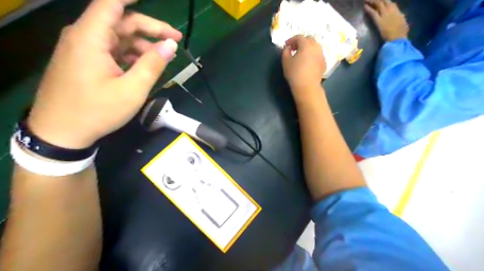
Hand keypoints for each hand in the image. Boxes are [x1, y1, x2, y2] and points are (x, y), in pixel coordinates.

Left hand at [29, 0, 183, 149]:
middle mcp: (84, 37)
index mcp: (91, 38)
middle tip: (175, 39)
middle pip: (121, 22)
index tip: (153, 1)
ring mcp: (83, 50)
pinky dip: (130, 55)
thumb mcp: (132, 90)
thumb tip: (171, 44)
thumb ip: (153, 65)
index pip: (112, 4)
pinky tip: (144, 67)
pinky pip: (111, 50)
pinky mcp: (84, 61)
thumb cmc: (98, 111)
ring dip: (142, 45)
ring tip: (163, 59)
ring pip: (118, 37)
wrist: (61, 133)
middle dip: (151, 29)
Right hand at [282, 35, 326, 92]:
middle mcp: (316, 47)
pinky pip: (318, 55)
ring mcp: (321, 55)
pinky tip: (307, 63)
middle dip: (301, 42)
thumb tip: (287, 48)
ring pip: (315, 47)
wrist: (307, 86)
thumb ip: (285, 51)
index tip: (286, 45)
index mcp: (306, 45)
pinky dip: (312, 55)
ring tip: (301, 55)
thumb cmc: (294, 73)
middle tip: (294, 49)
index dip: (291, 40)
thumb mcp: (286, 61)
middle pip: (309, 39)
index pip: (299, 37)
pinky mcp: (324, 63)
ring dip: (308, 48)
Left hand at [367, 0, 406, 41]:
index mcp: (397, 11)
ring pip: (378, 4)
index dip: (385, 1)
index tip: (381, 0)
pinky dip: (368, 9)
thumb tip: (401, 15)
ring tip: (366, 0)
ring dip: (372, 1)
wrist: (397, 37)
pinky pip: (373, 13)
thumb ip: (401, 17)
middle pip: (384, 1)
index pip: (391, 3)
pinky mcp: (379, 20)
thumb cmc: (401, 32)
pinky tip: (364, 6)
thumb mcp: (403, 22)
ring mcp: (385, 14)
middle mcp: (391, 10)